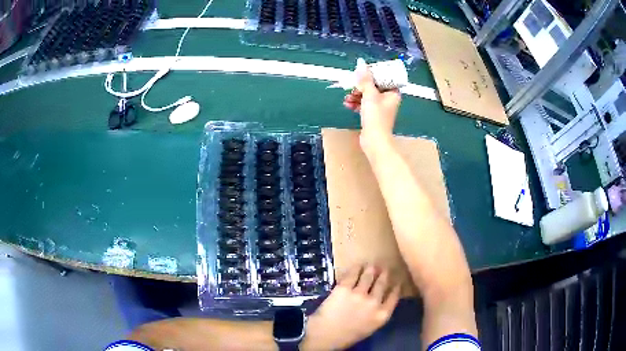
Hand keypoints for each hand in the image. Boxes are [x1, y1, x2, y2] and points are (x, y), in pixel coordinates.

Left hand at [302, 265, 400, 349]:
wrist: (325, 336)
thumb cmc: (346, 336)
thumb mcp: (369, 328)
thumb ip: (376, 314)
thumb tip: (378, 302)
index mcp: (382, 315)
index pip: (394, 296)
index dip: (395, 287)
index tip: (396, 282)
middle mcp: (374, 302)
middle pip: (382, 284)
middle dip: (384, 275)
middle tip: (384, 269)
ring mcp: (359, 294)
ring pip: (369, 276)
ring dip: (371, 270)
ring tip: (372, 266)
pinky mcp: (344, 288)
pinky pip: (353, 274)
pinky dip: (356, 269)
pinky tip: (358, 266)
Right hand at [342, 59, 400, 150]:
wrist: (374, 141)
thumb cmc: (376, 116)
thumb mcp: (370, 95)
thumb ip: (365, 79)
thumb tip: (361, 63)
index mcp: (393, 93)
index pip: (384, 77)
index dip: (373, 74)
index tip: (361, 73)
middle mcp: (389, 99)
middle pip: (374, 86)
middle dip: (361, 86)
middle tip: (352, 86)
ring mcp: (381, 108)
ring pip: (367, 95)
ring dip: (356, 95)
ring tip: (347, 98)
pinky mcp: (373, 115)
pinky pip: (364, 105)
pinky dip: (357, 103)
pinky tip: (347, 104)